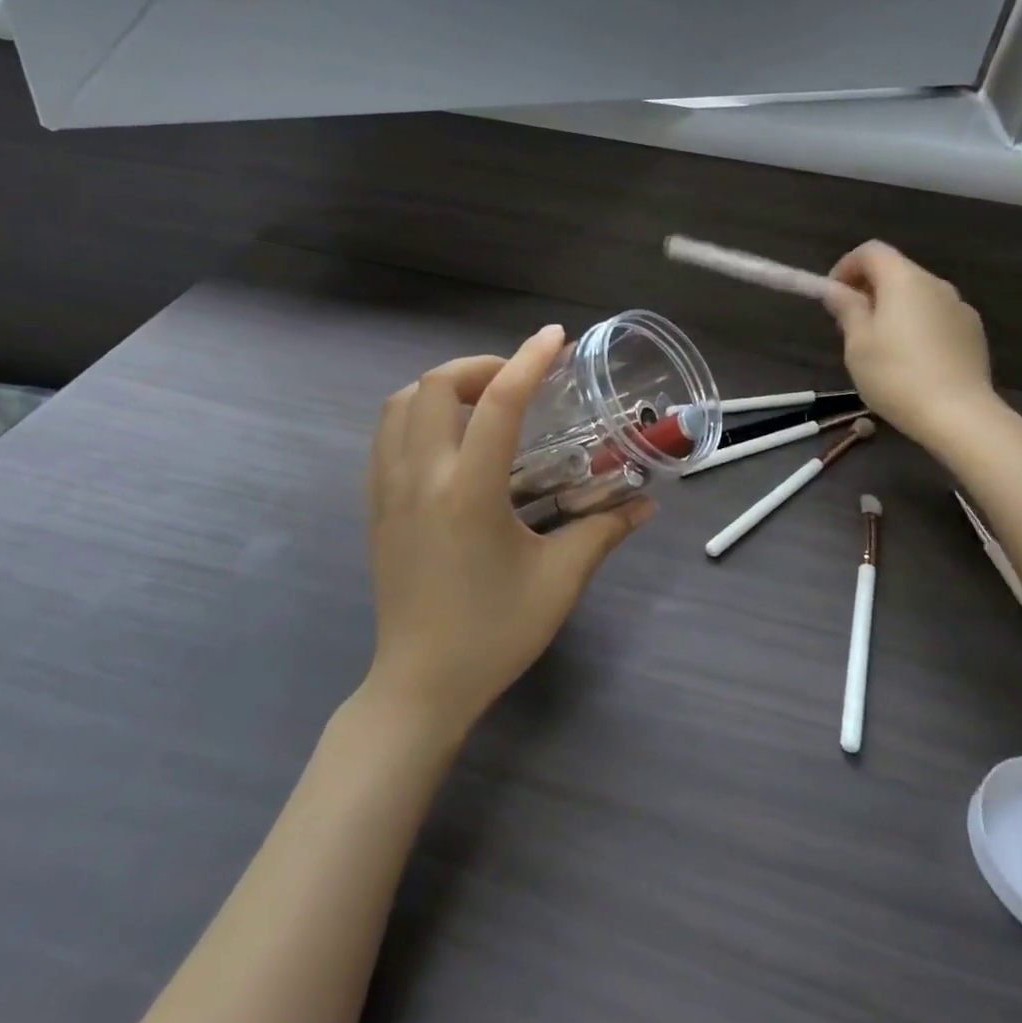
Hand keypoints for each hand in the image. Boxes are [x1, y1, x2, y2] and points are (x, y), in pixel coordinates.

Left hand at [364, 324, 655, 737]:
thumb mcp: (559, 581)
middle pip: (434, 386)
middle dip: (478, 367)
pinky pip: (385, 436)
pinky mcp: (375, 507)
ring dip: (440, 387)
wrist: (421, 684)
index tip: (553, 338)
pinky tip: (447, 440)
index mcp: (469, 492)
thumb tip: (646, 504)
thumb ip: (603, 531)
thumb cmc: (494, 633)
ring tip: (479, 404)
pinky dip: (415, 414)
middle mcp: (420, 478)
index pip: (497, 403)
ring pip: (399, 405)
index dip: (528, 360)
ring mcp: (388, 491)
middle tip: (516, 383)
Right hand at [823, 241, 1005, 451]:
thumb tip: (837, 289)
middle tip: (850, 324)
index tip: (833, 296)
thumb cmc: (896, 375)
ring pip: (918, 296)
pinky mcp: (973, 332)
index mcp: (904, 281)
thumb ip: (847, 309)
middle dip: (869, 289)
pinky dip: (917, 325)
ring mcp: (960, 308)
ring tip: (880, 346)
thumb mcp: (857, 343)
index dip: (846, 266)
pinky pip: (936, 317)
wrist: (958, 414)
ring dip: (894, 308)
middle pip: (896, 271)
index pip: (871, 251)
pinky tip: (911, 360)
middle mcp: (936, 284)